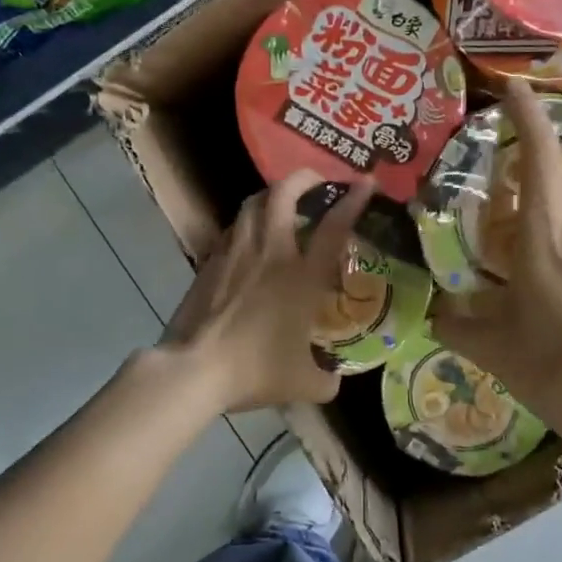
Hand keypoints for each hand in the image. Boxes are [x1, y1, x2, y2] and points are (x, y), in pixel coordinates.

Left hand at [160, 170, 373, 414]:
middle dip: (303, 177)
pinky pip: (233, 228)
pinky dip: (247, 222)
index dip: (353, 199)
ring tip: (281, 202)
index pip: (334, 226)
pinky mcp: (210, 261)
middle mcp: (270, 252)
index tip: (366, 182)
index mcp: (302, 276)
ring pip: (252, 203)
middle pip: (283, 193)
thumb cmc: (255, 370)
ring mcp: (236, 252)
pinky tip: (250, 237)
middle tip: (317, 181)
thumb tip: (333, 379)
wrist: (195, 369)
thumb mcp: (304, 384)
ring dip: (271, 195)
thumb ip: (327, 378)